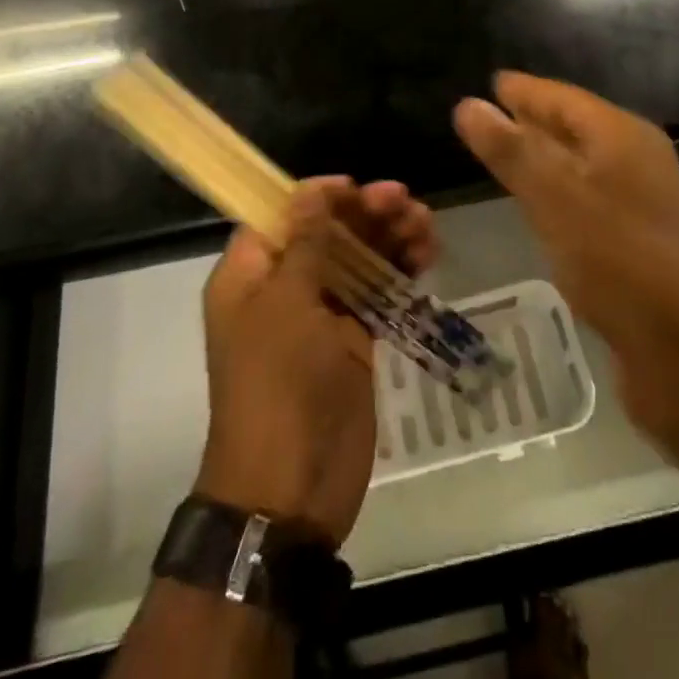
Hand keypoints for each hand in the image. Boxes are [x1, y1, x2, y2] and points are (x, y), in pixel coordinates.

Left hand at [195, 177, 436, 546]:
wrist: (291, 489)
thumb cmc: (278, 384)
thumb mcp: (286, 304)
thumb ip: (305, 243)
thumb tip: (313, 190)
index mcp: (250, 274)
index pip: (282, 214)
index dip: (319, 196)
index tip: (357, 189)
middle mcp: (283, 287)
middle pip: (327, 231)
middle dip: (366, 213)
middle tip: (406, 202)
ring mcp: (321, 314)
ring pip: (358, 257)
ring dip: (390, 237)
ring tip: (426, 225)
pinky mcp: (353, 340)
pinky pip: (378, 291)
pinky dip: (401, 271)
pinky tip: (427, 255)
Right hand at [453, 73, 678, 448]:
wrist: (678, 348)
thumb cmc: (612, 260)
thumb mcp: (552, 199)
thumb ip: (510, 150)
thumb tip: (468, 105)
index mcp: (622, 135)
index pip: (564, 97)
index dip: (526, 90)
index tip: (493, 82)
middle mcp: (638, 154)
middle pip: (576, 123)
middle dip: (534, 116)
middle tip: (492, 110)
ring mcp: (643, 192)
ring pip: (583, 156)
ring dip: (545, 149)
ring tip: (508, 146)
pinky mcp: (640, 228)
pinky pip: (590, 186)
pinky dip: (560, 180)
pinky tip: (540, 194)